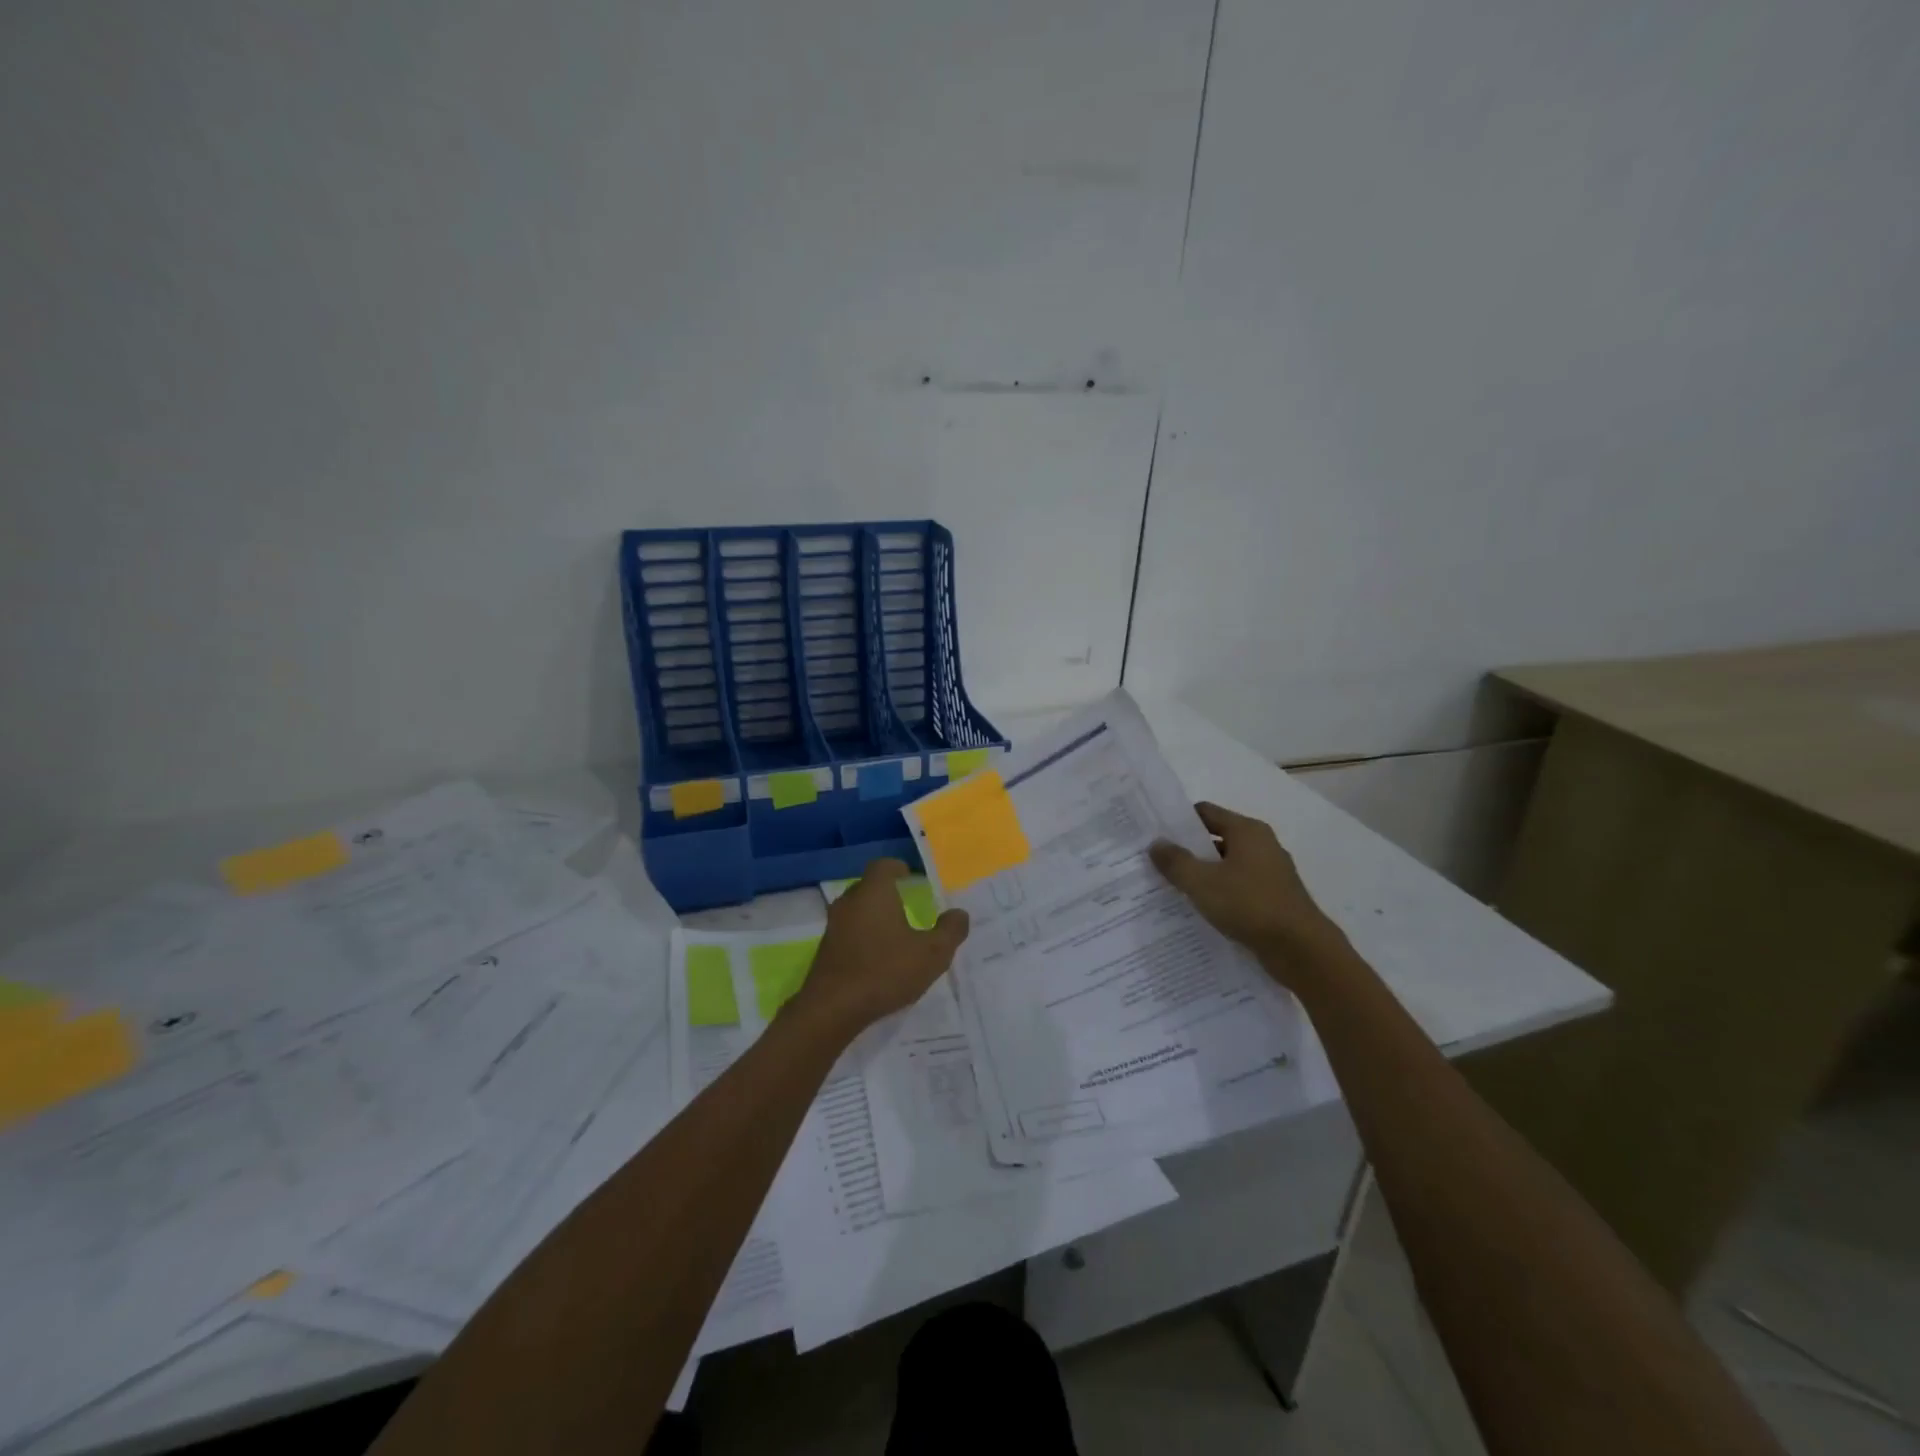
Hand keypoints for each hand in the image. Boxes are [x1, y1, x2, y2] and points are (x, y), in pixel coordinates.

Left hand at [791, 859, 969, 1034]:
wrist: (832, 1008)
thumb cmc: (885, 971)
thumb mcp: (932, 954)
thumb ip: (950, 931)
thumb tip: (959, 913)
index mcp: (874, 892)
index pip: (883, 866)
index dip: (897, 867)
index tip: (909, 876)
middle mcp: (850, 902)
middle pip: (868, 886)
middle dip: (886, 891)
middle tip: (907, 903)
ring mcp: (833, 926)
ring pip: (856, 910)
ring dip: (873, 915)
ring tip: (894, 931)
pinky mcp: (826, 950)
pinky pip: (848, 932)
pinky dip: (862, 936)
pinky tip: (876, 956)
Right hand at [1149, 802, 1348, 985]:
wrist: (1301, 950)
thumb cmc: (1249, 905)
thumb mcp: (1202, 883)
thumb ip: (1175, 861)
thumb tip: (1156, 844)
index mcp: (1247, 831)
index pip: (1205, 812)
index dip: (1178, 821)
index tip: (1154, 834)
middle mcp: (1262, 845)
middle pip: (1216, 838)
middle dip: (1188, 850)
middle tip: (1158, 863)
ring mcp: (1271, 872)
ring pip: (1227, 865)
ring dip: (1204, 874)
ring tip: (1174, 889)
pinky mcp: (1275, 898)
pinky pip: (1240, 887)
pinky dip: (1221, 893)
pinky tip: (1203, 910)